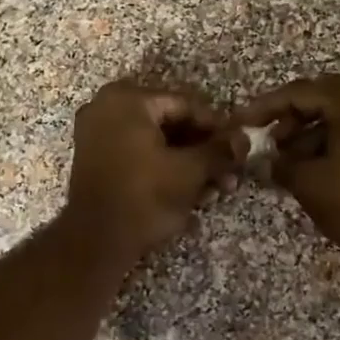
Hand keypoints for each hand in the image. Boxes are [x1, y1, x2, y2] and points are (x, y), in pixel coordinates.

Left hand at [64, 81, 237, 266]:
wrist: (96, 240)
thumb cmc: (145, 196)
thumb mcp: (190, 171)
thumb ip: (219, 150)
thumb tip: (244, 139)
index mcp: (128, 99)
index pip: (186, 105)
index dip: (217, 127)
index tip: (238, 147)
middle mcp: (107, 106)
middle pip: (170, 123)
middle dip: (203, 150)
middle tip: (229, 171)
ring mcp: (97, 133)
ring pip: (156, 141)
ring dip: (187, 163)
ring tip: (215, 188)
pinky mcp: (95, 159)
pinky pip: (138, 154)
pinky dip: (164, 168)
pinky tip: (191, 192)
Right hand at [234, 73, 339, 258]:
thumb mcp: (308, 181)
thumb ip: (280, 163)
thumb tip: (267, 161)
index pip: (302, 92)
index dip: (267, 107)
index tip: (244, 121)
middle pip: (326, 97)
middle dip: (293, 118)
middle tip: (270, 141)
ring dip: (314, 131)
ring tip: (290, 160)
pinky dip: (338, 139)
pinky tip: (317, 163)